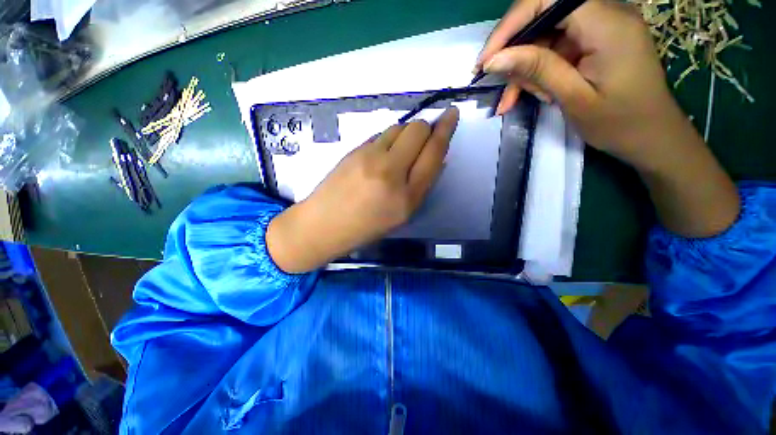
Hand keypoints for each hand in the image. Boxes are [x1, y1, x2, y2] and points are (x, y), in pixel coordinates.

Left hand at [267, 107, 459, 272]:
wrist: (324, 224)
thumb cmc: (366, 226)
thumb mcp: (402, 215)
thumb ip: (422, 185)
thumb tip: (436, 159)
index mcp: (407, 196)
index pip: (433, 153)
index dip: (445, 130)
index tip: (451, 114)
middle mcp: (391, 172)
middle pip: (418, 130)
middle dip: (426, 128)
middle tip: (423, 139)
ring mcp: (370, 157)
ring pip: (399, 127)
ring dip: (406, 134)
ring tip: (399, 152)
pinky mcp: (354, 150)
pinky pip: (380, 135)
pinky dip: (388, 140)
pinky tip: (381, 156)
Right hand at [477, 0, 688, 168]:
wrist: (652, 136)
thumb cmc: (619, 122)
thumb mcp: (574, 98)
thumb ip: (537, 70)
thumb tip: (494, 59)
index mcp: (607, 23)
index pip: (546, 0)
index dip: (510, 26)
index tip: (486, 60)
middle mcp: (605, 13)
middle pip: (542, 17)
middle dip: (516, 52)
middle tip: (502, 87)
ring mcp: (600, 26)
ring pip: (544, 37)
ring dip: (525, 69)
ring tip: (516, 99)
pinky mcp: (595, 40)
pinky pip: (555, 48)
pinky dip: (537, 71)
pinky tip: (529, 94)